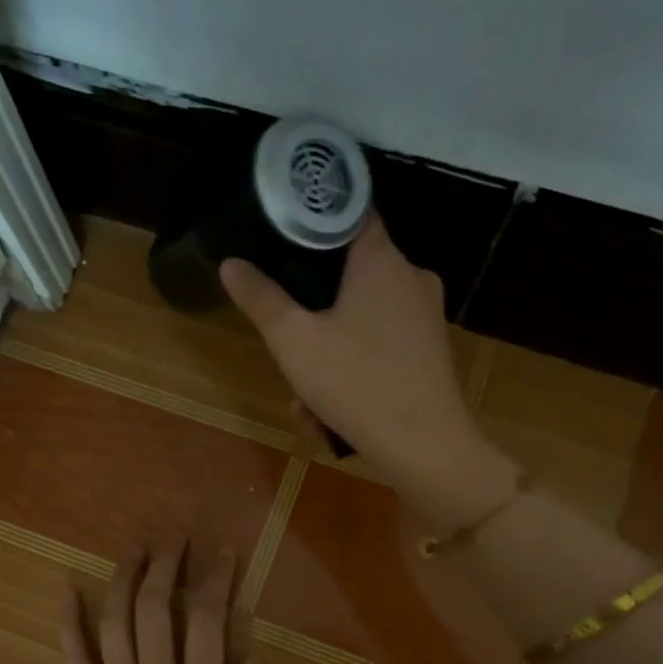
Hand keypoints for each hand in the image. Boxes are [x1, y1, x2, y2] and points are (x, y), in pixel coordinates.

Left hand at [61, 536, 277, 663]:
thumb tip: (252, 662)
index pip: (208, 621)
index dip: (216, 580)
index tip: (223, 554)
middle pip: (156, 609)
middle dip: (166, 566)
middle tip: (174, 537)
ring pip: (116, 624)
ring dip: (124, 580)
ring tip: (134, 549)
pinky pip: (76, 662)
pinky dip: (70, 625)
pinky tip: (67, 593)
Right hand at [220, 214, 481, 480]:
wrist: (426, 450)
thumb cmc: (357, 384)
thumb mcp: (294, 342)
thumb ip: (261, 299)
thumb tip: (231, 264)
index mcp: (381, 260)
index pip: (349, 213)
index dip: (313, 221)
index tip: (282, 239)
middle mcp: (411, 279)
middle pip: (348, 278)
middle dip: (310, 318)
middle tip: (287, 354)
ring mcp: (426, 319)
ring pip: (360, 324)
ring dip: (325, 360)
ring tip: (306, 407)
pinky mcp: (431, 355)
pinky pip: (380, 351)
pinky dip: (353, 376)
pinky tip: (331, 419)